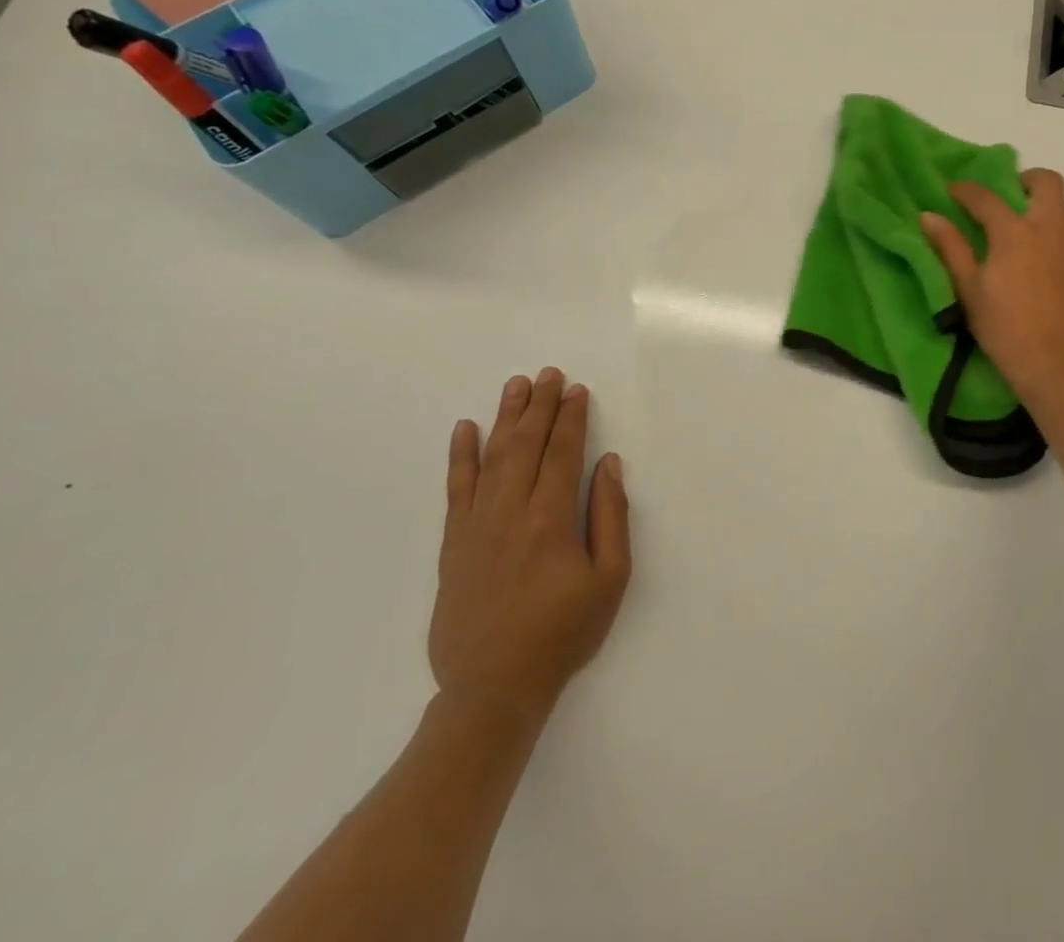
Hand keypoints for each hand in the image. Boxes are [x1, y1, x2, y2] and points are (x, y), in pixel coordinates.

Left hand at [430, 369, 631, 730]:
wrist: (492, 689)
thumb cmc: (562, 633)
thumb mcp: (610, 579)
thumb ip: (610, 516)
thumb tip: (607, 463)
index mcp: (550, 519)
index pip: (562, 452)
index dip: (571, 418)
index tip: (576, 389)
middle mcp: (509, 512)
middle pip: (525, 445)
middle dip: (538, 406)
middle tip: (548, 374)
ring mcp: (475, 526)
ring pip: (491, 458)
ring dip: (505, 418)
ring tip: (515, 386)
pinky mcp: (453, 544)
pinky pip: (456, 489)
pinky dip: (460, 456)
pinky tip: (465, 430)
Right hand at [920, 168, 1063, 403]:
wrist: (1053, 365)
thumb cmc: (1003, 327)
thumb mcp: (968, 289)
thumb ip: (950, 247)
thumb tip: (928, 216)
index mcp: (1015, 233)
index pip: (987, 197)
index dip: (966, 190)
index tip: (953, 191)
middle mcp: (1050, 230)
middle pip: (1047, 182)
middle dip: (1026, 180)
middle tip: (1008, 197)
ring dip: (1049, 208)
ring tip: (1029, 229)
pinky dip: (1060, 239)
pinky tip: (1045, 264)